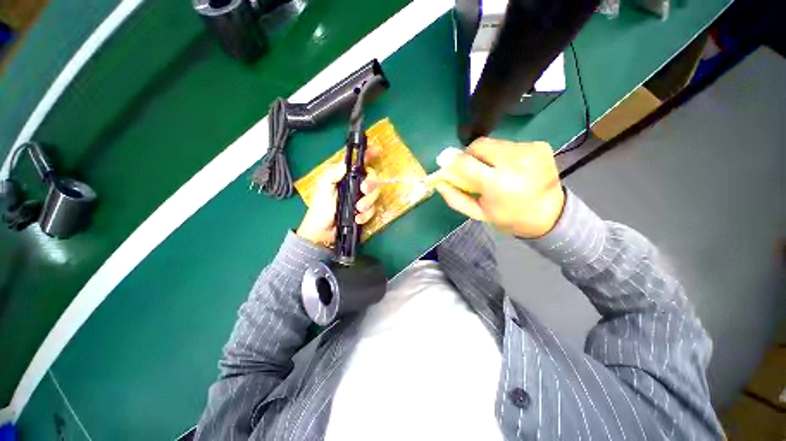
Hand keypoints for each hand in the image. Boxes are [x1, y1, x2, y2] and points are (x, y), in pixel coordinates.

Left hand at [296, 162, 380, 246]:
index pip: (359, 163)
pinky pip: (372, 210)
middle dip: (372, 184)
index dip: (369, 155)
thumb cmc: (320, 209)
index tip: (378, 151)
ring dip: (368, 202)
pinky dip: (366, 215)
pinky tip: (357, 219)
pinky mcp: (364, 212)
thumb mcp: (322, 189)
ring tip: (357, 209)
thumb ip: (331, 175)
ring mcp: (361, 199)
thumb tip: (345, 165)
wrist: (322, 232)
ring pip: (375, 195)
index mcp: (345, 177)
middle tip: (364, 190)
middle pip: (373, 179)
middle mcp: (355, 186)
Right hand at [435, 138, 564, 238]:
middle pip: (480, 145)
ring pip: (494, 143)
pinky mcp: (540, 145)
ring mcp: (530, 151)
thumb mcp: (477, 213)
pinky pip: (509, 144)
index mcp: (498, 184)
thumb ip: (455, 198)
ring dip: (487, 154)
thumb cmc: (508, 217)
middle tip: (472, 168)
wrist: (549, 215)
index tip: (446, 162)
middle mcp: (515, 162)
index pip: (465, 162)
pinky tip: (510, 167)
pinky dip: (503, 154)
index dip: (452, 160)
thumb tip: (439, 181)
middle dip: (470, 154)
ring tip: (494, 169)